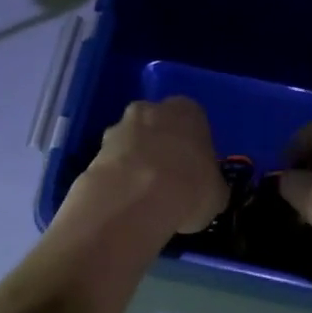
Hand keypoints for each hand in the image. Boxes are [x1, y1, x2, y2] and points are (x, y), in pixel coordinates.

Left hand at [68, 97, 229, 237]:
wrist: (137, 199)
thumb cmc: (190, 188)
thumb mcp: (217, 193)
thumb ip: (211, 184)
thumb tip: (207, 192)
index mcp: (188, 111)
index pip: (194, 123)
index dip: (194, 149)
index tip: (194, 173)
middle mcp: (151, 109)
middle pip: (158, 127)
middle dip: (161, 149)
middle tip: (168, 182)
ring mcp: (119, 127)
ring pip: (131, 143)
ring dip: (136, 163)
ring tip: (144, 198)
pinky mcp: (94, 150)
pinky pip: (112, 164)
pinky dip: (117, 179)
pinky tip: (125, 203)